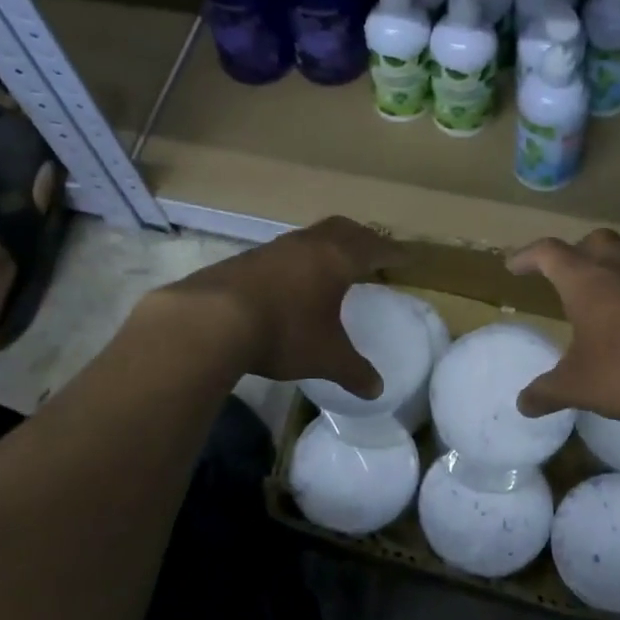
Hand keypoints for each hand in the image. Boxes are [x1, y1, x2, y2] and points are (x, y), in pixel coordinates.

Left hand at [161, 217, 399, 398]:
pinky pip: (283, 252)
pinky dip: (297, 260)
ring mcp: (273, 248)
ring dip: (326, 246)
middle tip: (372, 252)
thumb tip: (376, 390)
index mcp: (337, 259)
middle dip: (362, 238)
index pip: (374, 248)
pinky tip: (291, 282)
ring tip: (332, 265)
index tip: (407, 256)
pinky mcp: (245, 259)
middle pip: (343, 229)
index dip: (393, 252)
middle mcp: (308, 245)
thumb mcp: (326, 357)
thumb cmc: (285, 332)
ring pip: (310, 237)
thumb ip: (354, 371)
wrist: (212, 320)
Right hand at [507, 229, 619, 426]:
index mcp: (587, 281)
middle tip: (563, 277)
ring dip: (609, 276)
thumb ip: (547, 392)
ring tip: (599, 308)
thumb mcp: (579, 387)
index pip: (549, 252)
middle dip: (574, 253)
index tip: (514, 266)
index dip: (528, 256)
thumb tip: (522, 403)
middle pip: (594, 242)